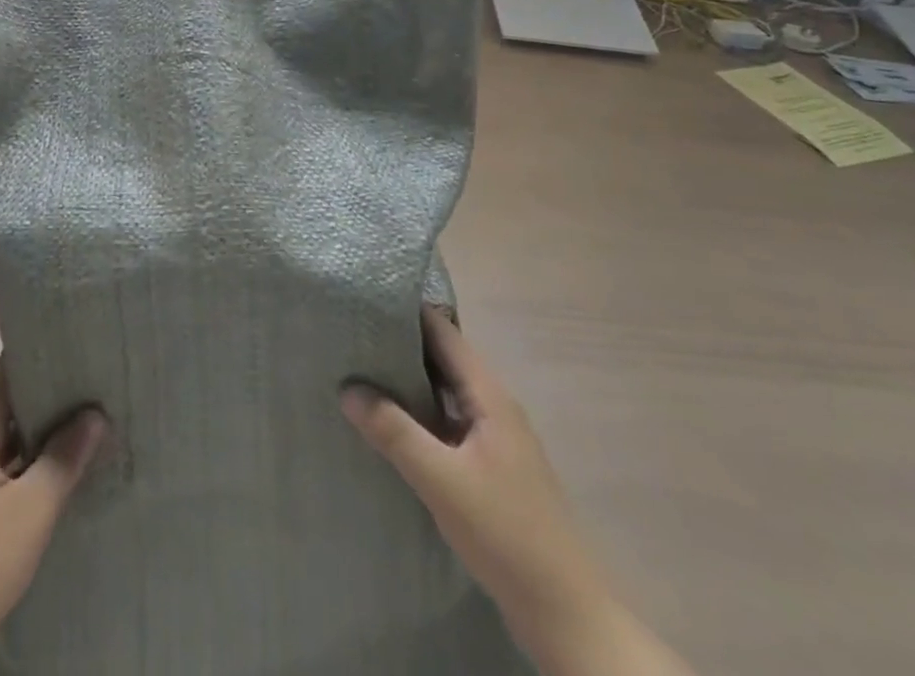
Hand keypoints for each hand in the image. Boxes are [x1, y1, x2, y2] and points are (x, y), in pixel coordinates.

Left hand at [0, 361, 104, 674]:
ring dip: (46, 430)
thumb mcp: (31, 508)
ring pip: (14, 440)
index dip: (35, 351)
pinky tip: (68, 470)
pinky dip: (38, 463)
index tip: (71, 337)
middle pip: (12, 404)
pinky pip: (12, 470)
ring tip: (91, 415)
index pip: (5, 372)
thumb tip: (94, 414)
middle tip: (94, 375)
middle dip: (50, 391)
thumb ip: (63, 458)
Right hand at [341, 307, 607, 639]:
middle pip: (442, 358)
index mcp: (489, 396)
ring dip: (406, 381)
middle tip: (349, 332)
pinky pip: (446, 423)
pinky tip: (387, 424)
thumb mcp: (441, 480)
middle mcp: (493, 407)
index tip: (363, 298)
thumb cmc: (507, 534)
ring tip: (357, 369)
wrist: (567, 617)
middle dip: (399, 344)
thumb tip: (347, 387)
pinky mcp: (489, 469)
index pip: (444, 332)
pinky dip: (417, 414)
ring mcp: (493, 440)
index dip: (407, 311)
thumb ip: (393, 431)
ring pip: (443, 393)